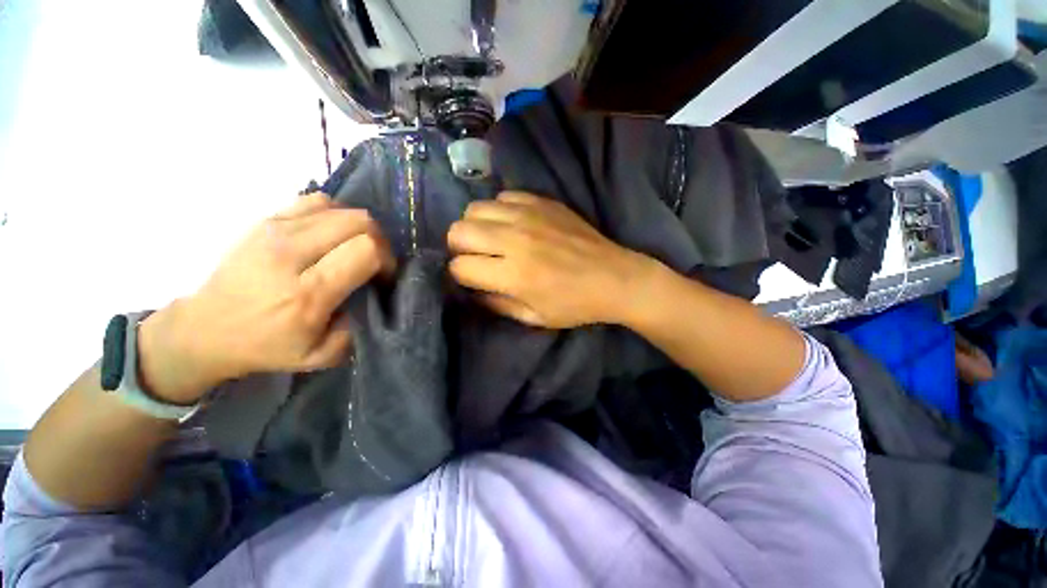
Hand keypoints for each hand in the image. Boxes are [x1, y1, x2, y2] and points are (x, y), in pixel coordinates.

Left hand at [139, 193, 393, 403]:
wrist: (205, 329)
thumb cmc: (266, 346)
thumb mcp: (321, 355)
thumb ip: (357, 327)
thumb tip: (373, 294)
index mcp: (308, 292)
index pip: (366, 249)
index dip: (386, 259)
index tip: (383, 277)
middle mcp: (291, 254)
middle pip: (358, 221)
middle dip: (379, 240)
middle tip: (374, 261)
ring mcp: (274, 231)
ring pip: (340, 208)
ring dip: (358, 228)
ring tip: (353, 247)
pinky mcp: (265, 221)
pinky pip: (316, 202)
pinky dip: (335, 215)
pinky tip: (331, 235)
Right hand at [447, 192, 652, 328]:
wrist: (614, 278)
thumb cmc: (575, 304)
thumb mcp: (534, 318)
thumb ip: (497, 305)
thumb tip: (473, 290)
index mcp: (513, 275)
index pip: (460, 267)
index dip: (459, 275)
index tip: (470, 278)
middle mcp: (514, 240)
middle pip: (458, 231)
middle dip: (458, 247)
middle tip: (474, 257)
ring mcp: (528, 215)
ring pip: (475, 208)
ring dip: (475, 226)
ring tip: (490, 238)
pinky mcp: (542, 202)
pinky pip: (503, 196)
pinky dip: (499, 210)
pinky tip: (512, 224)